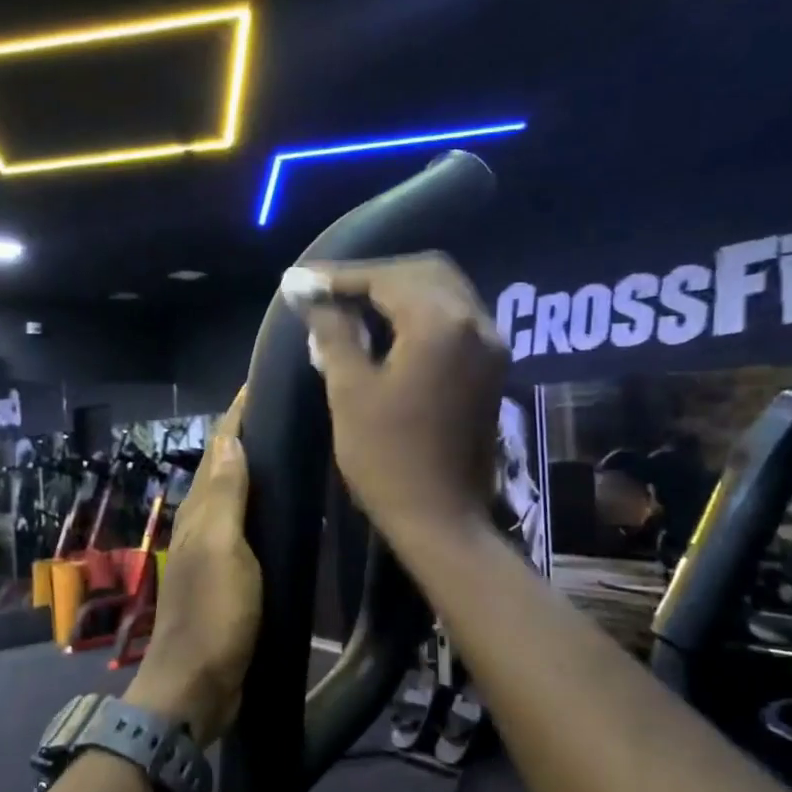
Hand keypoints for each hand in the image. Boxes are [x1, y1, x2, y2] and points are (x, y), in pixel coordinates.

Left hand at [125, 391, 259, 746]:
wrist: (197, 685)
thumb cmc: (213, 614)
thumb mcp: (223, 549)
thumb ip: (226, 496)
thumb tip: (229, 438)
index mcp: (201, 511)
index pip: (219, 448)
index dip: (237, 415)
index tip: (260, 382)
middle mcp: (203, 523)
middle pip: (225, 467)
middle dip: (247, 433)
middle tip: (286, 407)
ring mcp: (215, 550)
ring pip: (235, 495)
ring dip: (254, 467)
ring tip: (289, 445)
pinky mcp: (229, 575)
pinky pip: (246, 526)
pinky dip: (260, 505)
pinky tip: (282, 508)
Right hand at [288, 254, 505, 541]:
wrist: (440, 519)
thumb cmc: (387, 458)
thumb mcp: (349, 391)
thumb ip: (333, 332)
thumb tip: (310, 295)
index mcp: (440, 324)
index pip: (386, 277)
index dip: (339, 276)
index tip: (299, 281)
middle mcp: (475, 322)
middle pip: (423, 272)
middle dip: (373, 276)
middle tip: (327, 290)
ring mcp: (490, 345)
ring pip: (442, 292)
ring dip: (397, 291)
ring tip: (350, 306)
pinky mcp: (491, 367)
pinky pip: (454, 318)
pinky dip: (419, 312)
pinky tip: (386, 328)